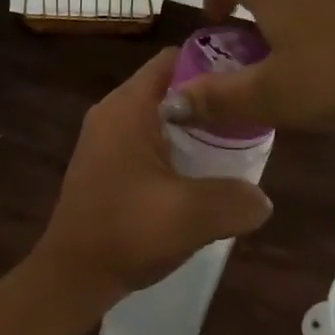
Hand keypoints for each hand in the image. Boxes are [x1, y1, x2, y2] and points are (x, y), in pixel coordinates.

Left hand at [31, 49, 272, 309]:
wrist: (71, 276)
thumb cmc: (126, 233)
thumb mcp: (191, 216)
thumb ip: (236, 200)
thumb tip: (263, 199)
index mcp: (129, 107)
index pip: (175, 59)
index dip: (214, 63)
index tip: (248, 83)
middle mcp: (114, 111)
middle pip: (170, 85)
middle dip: (209, 99)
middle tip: (249, 118)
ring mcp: (106, 137)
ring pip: (161, 114)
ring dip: (194, 126)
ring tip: (233, 145)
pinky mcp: (106, 161)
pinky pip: (148, 137)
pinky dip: (176, 145)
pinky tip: (200, 173)